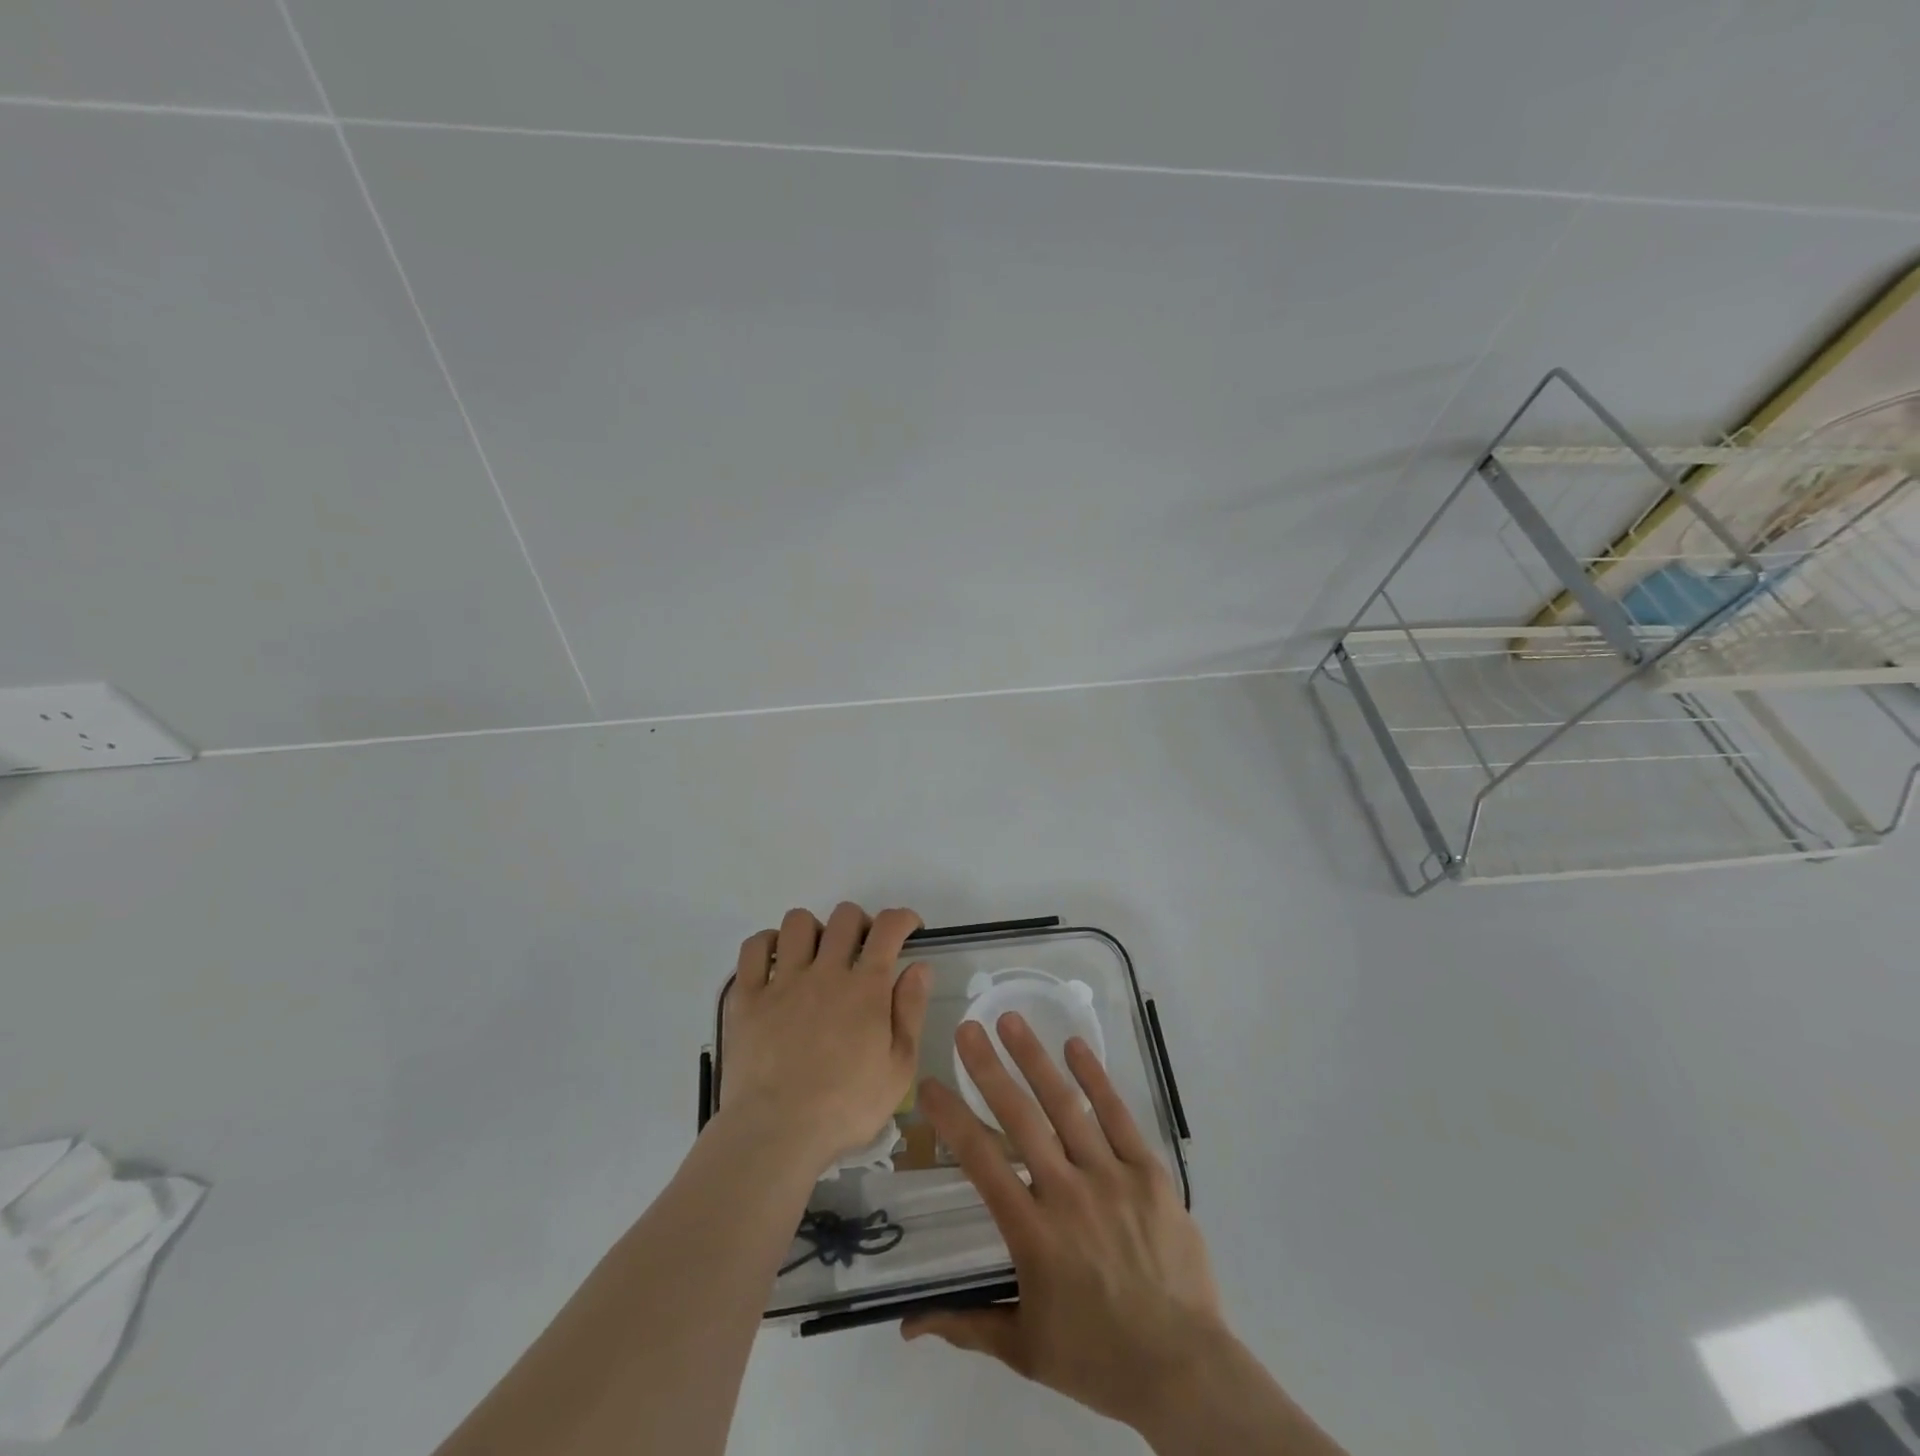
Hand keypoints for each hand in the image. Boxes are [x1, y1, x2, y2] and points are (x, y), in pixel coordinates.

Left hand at [720, 903, 932, 1171]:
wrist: (776, 1134)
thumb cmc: (845, 1108)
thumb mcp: (899, 1069)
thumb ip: (911, 1012)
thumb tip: (919, 967)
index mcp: (865, 988)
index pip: (887, 928)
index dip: (902, 918)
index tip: (908, 928)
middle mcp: (824, 972)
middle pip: (844, 917)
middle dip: (861, 923)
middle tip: (862, 949)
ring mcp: (781, 981)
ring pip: (798, 923)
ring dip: (814, 930)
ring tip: (817, 956)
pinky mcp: (747, 997)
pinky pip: (753, 948)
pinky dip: (767, 943)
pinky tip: (777, 961)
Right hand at [903, 1014, 1227, 1433]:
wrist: (1183, 1369)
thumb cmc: (1097, 1357)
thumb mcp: (1023, 1348)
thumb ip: (964, 1325)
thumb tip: (907, 1325)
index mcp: (1033, 1234)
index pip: (981, 1161)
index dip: (952, 1119)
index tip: (930, 1085)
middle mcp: (1067, 1194)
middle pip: (1020, 1119)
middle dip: (989, 1069)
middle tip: (967, 1027)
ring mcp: (1111, 1178)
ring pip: (1066, 1107)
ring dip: (1035, 1059)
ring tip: (1012, 1020)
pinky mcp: (1148, 1173)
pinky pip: (1118, 1116)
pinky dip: (1096, 1078)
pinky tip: (1075, 1045)